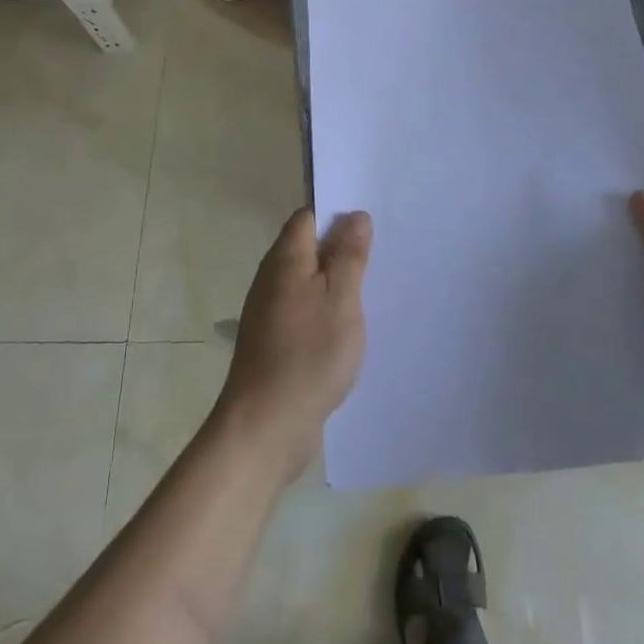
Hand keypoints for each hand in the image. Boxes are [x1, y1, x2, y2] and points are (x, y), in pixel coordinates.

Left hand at [216, 208, 372, 483]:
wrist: (265, 427)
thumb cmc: (308, 355)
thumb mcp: (340, 299)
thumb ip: (348, 256)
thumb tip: (354, 216)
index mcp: (285, 259)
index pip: (308, 218)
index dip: (337, 216)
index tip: (370, 226)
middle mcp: (271, 279)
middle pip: (307, 249)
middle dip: (340, 250)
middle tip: (378, 258)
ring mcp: (269, 312)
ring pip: (307, 282)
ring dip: (334, 284)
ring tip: (370, 292)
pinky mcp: (273, 342)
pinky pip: (303, 311)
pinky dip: (325, 312)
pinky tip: (346, 329)